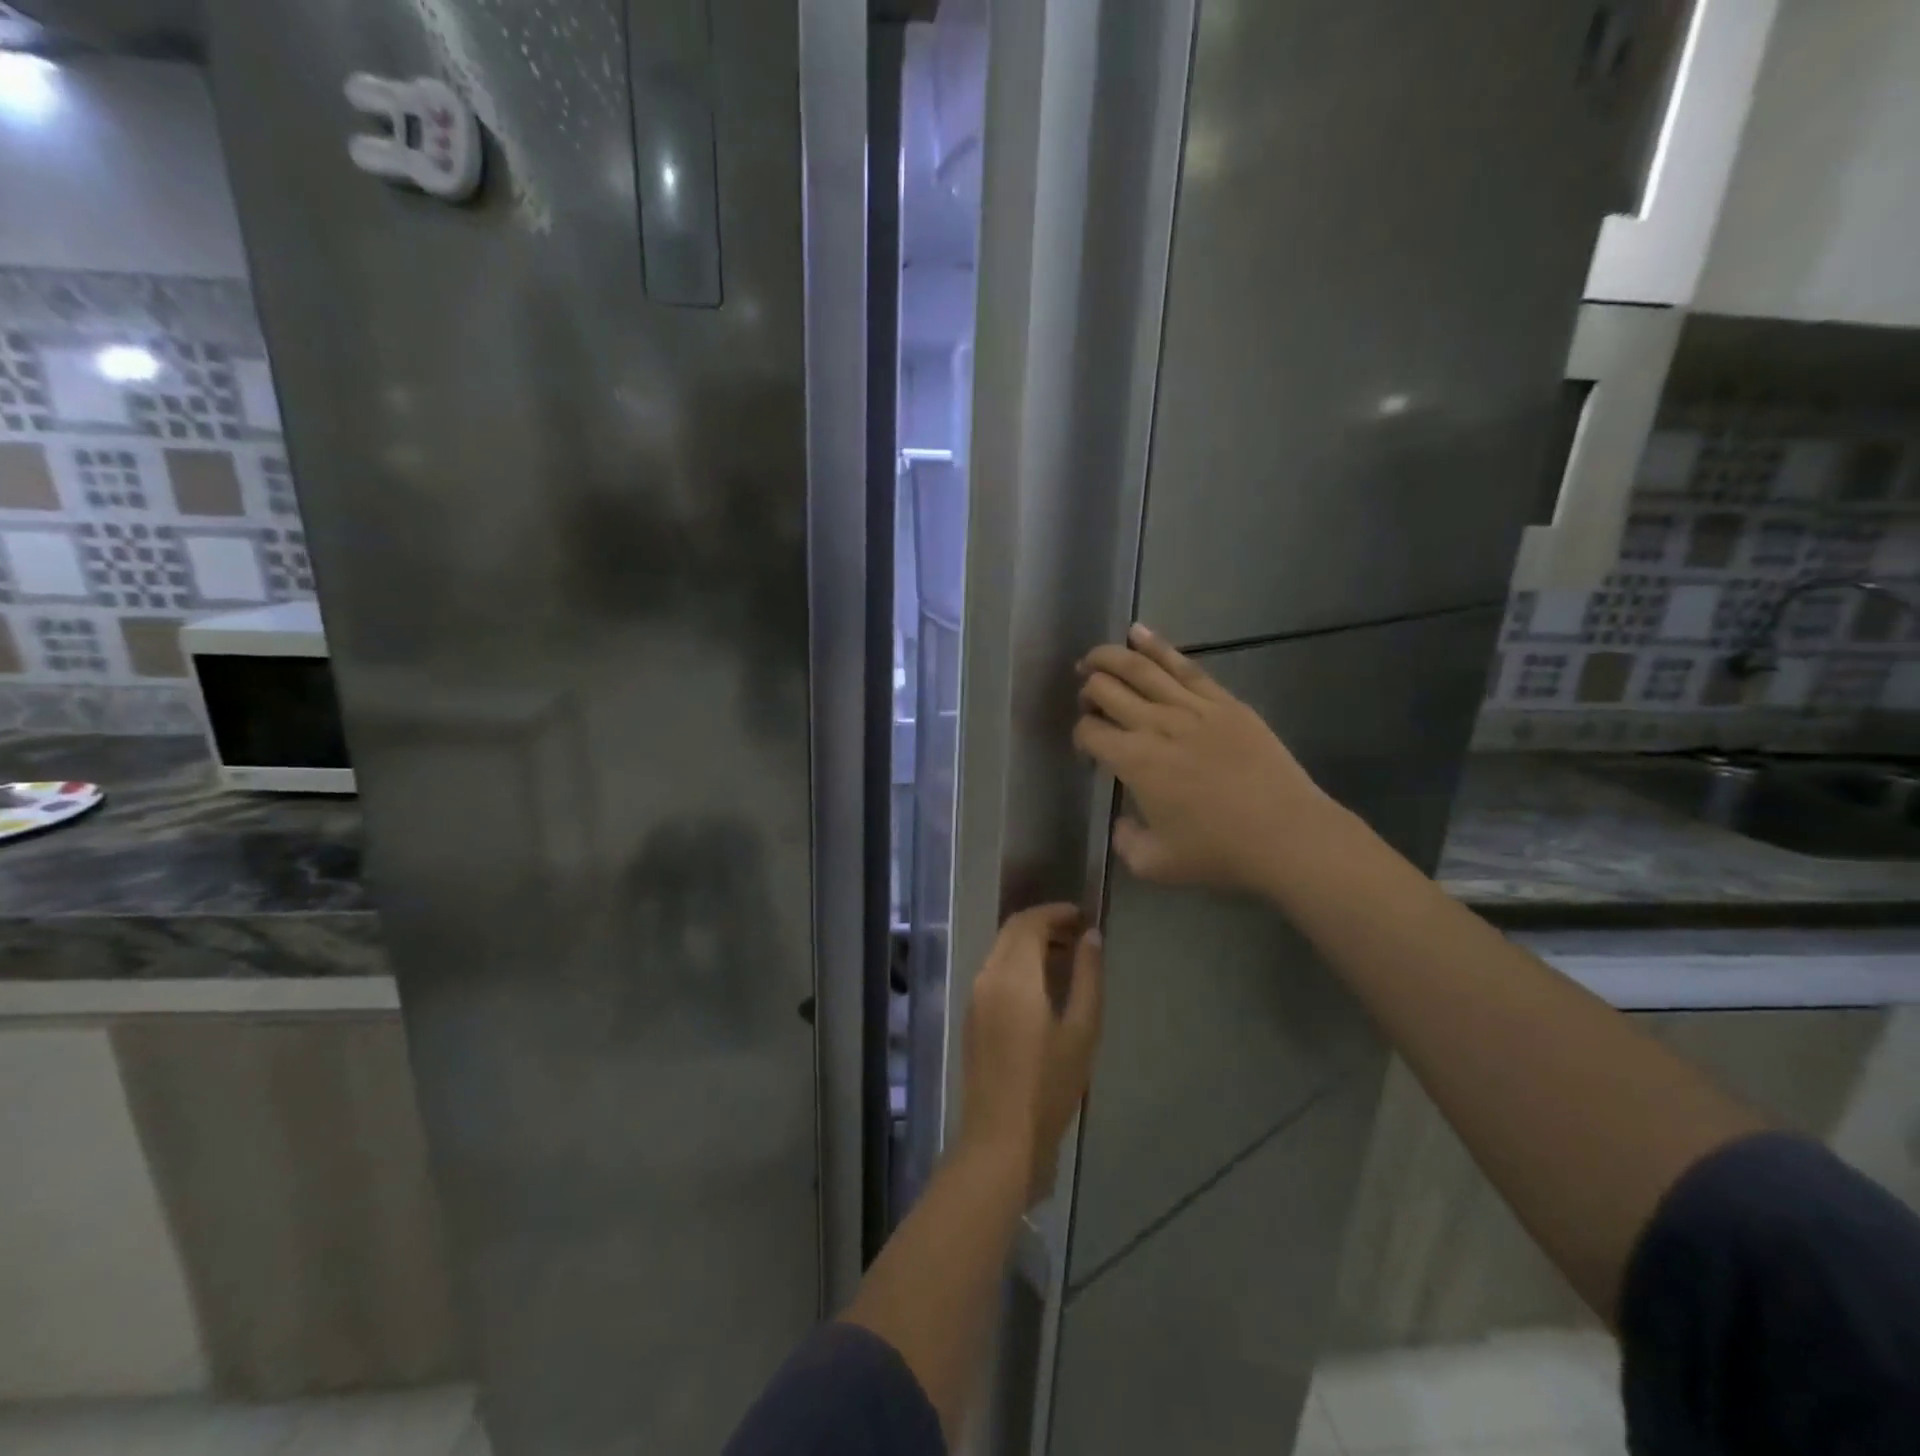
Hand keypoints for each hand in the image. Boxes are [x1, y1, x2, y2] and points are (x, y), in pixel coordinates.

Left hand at [959, 904, 1104, 1203]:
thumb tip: (1091, 936)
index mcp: (1013, 977)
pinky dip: (1017, 963)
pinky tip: (1043, 986)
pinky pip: (994, 972)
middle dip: (1043, 924)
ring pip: (1001, 950)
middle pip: (1011, 931)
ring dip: (1030, 943)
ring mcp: (974, 997)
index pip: (1029, 922)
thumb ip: (1088, 976)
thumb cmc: (1049, 1086)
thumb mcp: (1082, 1030)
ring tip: (1067, 958)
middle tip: (1078, 934)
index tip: (1084, 916)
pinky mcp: (971, 1016)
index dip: (1056, 912)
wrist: (1001, 1139)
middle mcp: (987, 977)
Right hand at [1073, 623, 1335, 893]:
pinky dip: (1156, 646)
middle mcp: (1155, 725)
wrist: (1286, 835)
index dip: (1080, 736)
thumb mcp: (1155, 864)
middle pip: (1106, 690)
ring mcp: (1191, 707)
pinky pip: (1183, 665)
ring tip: (1093, 658)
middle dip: (1088, 691)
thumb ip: (1125, 842)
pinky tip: (1137, 633)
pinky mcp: (1223, 701)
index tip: (1088, 750)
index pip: (1090, 731)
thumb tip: (1121, 822)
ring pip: (1140, 668)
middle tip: (1086, 699)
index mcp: (1133, 761)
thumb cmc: (1218, 852)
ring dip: (1109, 658)